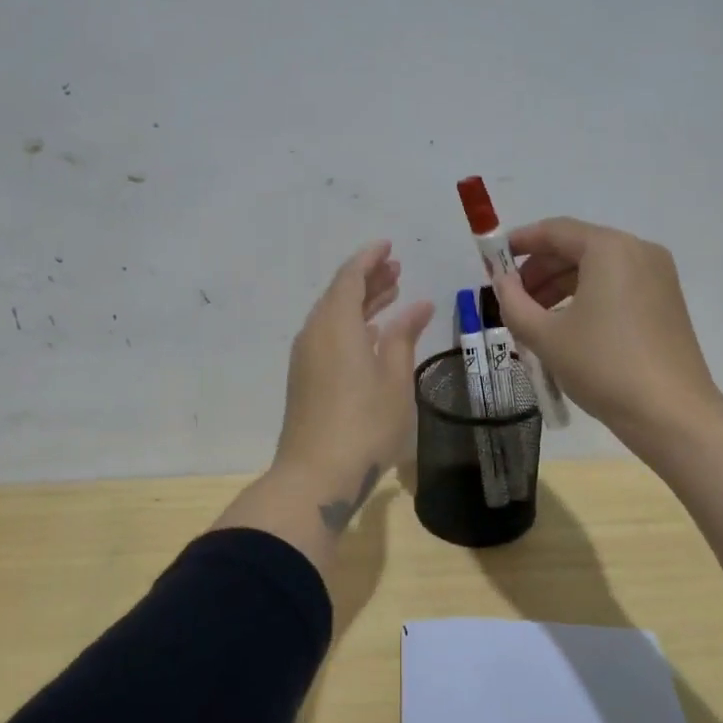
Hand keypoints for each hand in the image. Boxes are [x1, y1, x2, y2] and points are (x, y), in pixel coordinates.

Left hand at [273, 241, 434, 521]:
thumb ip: (403, 336)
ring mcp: (306, 357)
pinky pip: (328, 336)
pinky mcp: (305, 379)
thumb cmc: (365, 424)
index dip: (370, 259)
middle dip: (368, 279)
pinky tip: (373, 335)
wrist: (316, 476)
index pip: (350, 277)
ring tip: (392, 294)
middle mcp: (315, 333)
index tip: (389, 246)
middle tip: (397, 270)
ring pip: (334, 316)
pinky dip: (352, 326)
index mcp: (336, 324)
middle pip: (340, 294)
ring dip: (361, 303)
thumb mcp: (394, 379)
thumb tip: (418, 306)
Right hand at [488, 218, 722, 450]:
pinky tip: (568, 327)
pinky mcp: (666, 301)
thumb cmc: (603, 366)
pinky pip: (617, 285)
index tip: (492, 261)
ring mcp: (658, 276)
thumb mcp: (545, 336)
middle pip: (577, 247)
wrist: (671, 414)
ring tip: (534, 319)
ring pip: (597, 268)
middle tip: (512, 298)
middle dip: (539, 270)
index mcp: (609, 249)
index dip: (519, 243)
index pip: (555, 231)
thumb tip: (502, 283)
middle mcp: (638, 251)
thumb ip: (513, 303)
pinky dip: (587, 297)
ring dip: (561, 286)